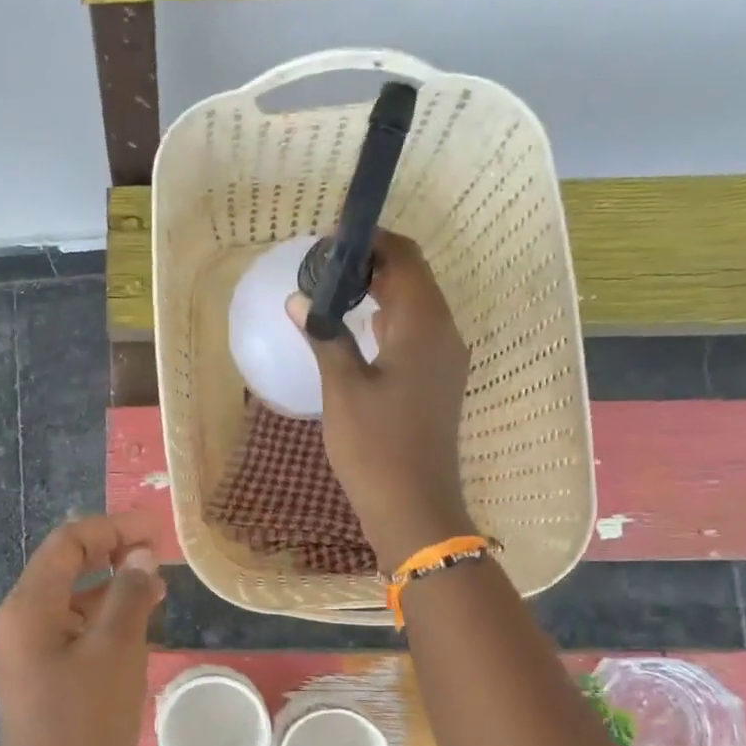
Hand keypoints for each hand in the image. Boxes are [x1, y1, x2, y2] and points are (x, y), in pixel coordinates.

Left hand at [0, 513, 164, 745]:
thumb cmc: (85, 726)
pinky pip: (76, 636)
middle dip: (114, 555)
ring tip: (159, 591)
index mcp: (29, 606)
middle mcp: (22, 624)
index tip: (156, 530)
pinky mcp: (45, 684)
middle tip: (162, 557)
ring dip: (113, 590)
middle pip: (67, 568)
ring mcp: (31, 656)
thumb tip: (140, 556)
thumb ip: (129, 595)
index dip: (112, 527)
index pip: (68, 542)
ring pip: (74, 604)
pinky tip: (139, 633)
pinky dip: (107, 624)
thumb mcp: (116, 651)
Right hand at [288, 230, 473, 567]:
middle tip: (324, 265)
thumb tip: (301, 301)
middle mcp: (444, 333)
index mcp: (424, 325)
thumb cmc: (375, 446)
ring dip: (380, 291)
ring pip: (415, 305)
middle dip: (372, 262)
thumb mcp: (343, 388)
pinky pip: (416, 333)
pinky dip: (388, 320)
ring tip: (334, 291)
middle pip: (413, 277)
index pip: (404, 257)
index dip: (371, 239)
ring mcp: (445, 359)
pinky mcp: (437, 381)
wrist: (414, 507)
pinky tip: (356, 331)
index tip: (330, 238)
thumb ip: (325, 337)